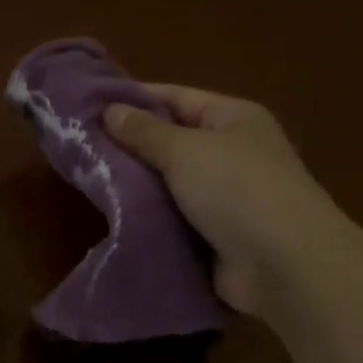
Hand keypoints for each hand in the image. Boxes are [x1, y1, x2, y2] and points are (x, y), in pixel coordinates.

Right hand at [104, 86, 330, 314]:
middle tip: (79, 148)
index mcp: (233, 119)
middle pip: (171, 142)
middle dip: (129, 146)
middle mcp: (231, 153)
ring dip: (136, 187)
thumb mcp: (185, 150)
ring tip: (86, 181)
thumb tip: (110, 110)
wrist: (283, 265)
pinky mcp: (215, 236)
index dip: (133, 99)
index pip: (176, 98)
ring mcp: (225, 197)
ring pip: (168, 184)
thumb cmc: (237, 190)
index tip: (88, 106)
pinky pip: (173, 219)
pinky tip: (112, 217)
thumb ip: (145, 132)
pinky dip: (149, 219)